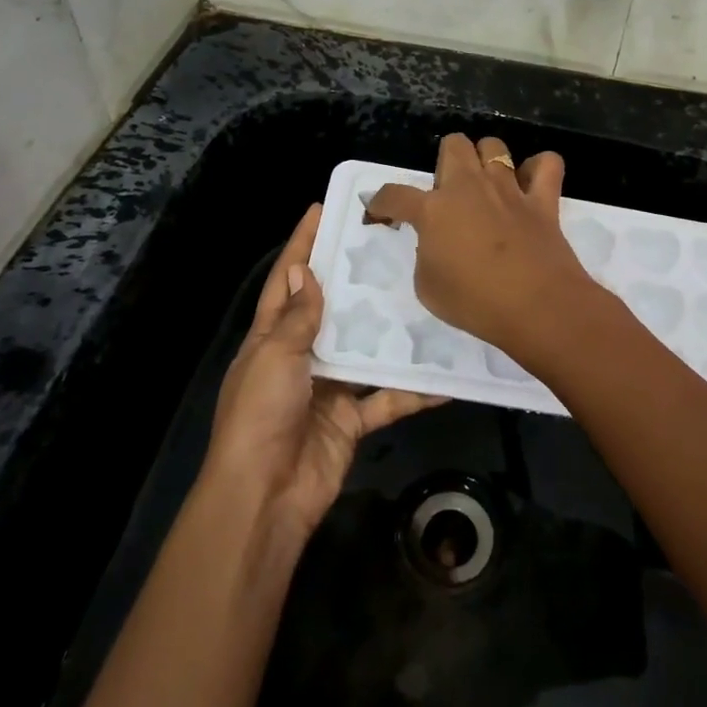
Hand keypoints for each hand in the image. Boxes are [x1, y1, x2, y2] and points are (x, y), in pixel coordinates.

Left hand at [202, 204, 446, 539]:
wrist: (266, 498)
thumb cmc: (261, 416)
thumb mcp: (274, 358)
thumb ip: (296, 318)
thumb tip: (305, 271)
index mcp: (271, 338)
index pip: (287, 281)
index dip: (302, 245)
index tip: (323, 209)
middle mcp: (301, 357)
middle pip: (331, 309)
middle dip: (355, 279)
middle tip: (390, 245)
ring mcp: (328, 388)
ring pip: (365, 350)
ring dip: (391, 331)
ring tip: (425, 296)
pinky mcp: (352, 419)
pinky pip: (387, 398)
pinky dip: (413, 391)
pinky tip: (446, 376)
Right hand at [365, 134, 599, 355]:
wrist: (536, 308)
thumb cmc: (474, 303)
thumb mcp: (428, 287)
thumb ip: (427, 255)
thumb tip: (437, 242)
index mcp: (433, 210)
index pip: (395, 195)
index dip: (381, 202)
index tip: (380, 212)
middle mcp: (469, 187)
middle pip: (453, 145)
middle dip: (445, 162)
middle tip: (448, 195)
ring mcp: (509, 189)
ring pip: (494, 146)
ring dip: (486, 161)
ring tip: (486, 185)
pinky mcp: (543, 199)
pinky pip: (547, 164)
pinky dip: (539, 169)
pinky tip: (531, 185)